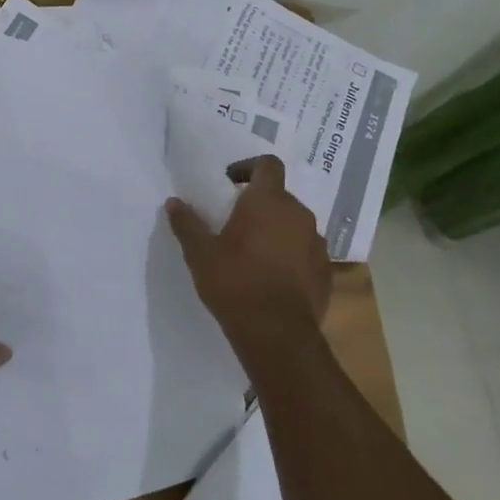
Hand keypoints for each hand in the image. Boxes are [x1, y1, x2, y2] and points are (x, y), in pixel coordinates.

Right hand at [165, 155, 331, 367]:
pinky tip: (273, 276)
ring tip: (255, 251)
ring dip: (278, 229)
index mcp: (268, 201)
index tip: (231, 183)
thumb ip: (187, 224)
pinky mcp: (326, 271)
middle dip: (260, 203)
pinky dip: (292, 255)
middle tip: (236, 222)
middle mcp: (299, 215)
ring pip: (295, 224)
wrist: (278, 335)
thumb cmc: (235, 283)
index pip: (268, 164)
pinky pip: (306, 252)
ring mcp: (317, 244)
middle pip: (281, 195)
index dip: (249, 167)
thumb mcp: (200, 254)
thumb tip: (173, 202)